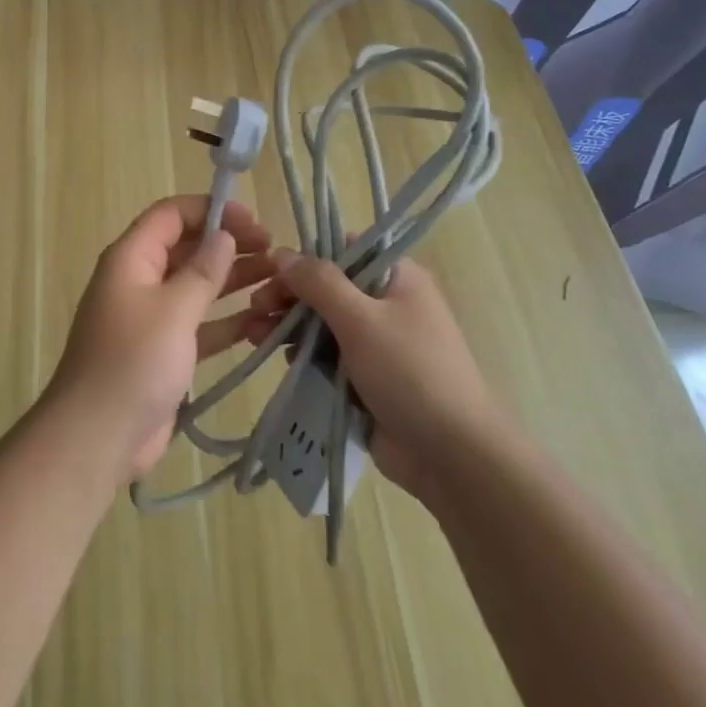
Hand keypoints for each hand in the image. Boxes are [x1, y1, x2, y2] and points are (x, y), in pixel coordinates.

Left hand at [48, 196, 273, 482]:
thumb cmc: (133, 362)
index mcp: (132, 258)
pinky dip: (228, 320)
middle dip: (228, 245)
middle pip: (187, 248)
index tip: (253, 220)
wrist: (98, 437)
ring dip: (234, 280)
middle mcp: (140, 280)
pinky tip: (263, 322)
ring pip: (197, 286)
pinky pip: (200, 324)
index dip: (211, 210)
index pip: (171, 215)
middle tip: (274, 252)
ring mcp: (152, 318)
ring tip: (278, 279)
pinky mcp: (165, 351)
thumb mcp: (173, 309)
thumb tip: (224, 235)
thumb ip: (203, 271)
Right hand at [249, 253, 503, 508]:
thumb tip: (282, 254)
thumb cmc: (410, 373)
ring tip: (252, 335)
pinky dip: (302, 355)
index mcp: (397, 278)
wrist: (453, 456)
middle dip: (288, 296)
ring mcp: (377, 342)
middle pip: (327, 288)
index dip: (306, 258)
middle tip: (255, 309)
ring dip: (288, 325)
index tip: (271, 272)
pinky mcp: (366, 377)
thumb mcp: (361, 319)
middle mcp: (387, 303)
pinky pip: (327, 356)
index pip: (344, 250)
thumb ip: (319, 282)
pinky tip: (279, 359)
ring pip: (322, 323)